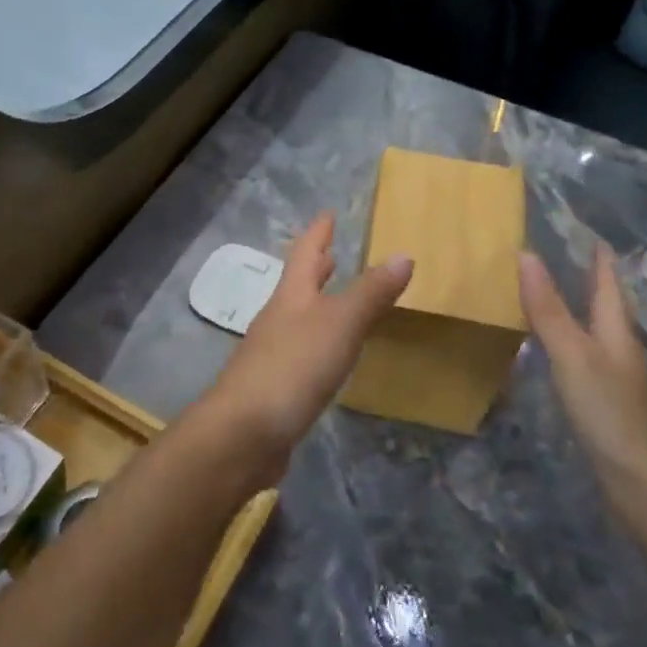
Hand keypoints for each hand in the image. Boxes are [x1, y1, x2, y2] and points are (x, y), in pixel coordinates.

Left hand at [189, 212, 412, 477]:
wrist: (244, 432)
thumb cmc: (292, 367)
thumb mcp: (339, 324)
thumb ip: (370, 293)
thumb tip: (403, 255)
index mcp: (291, 297)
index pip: (305, 254)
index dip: (317, 233)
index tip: (326, 214)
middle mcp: (278, 319)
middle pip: (298, 285)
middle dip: (315, 268)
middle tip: (331, 252)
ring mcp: (272, 354)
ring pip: (298, 319)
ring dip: (317, 304)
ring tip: (336, 300)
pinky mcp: (275, 388)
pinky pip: (301, 353)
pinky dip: (317, 343)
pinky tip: (328, 357)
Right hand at [519, 244, 646, 489]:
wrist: (642, 480)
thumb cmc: (608, 409)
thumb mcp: (572, 354)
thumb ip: (548, 309)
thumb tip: (526, 254)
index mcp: (616, 331)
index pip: (608, 284)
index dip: (600, 259)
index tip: (589, 233)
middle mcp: (620, 349)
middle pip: (606, 307)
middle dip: (590, 282)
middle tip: (566, 258)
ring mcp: (615, 378)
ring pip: (596, 333)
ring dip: (578, 311)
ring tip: (552, 296)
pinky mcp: (606, 403)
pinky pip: (585, 358)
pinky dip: (569, 343)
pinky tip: (554, 352)